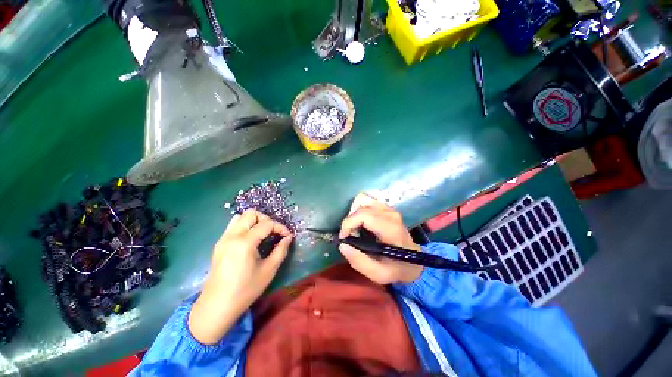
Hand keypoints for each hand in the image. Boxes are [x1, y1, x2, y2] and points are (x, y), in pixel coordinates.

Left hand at [188, 209, 291, 343]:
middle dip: (266, 219)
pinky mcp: (219, 243)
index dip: (280, 227)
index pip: (267, 224)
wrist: (217, 306)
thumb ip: (281, 250)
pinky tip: (251, 238)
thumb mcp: (268, 270)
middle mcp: (232, 236)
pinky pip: (233, 225)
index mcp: (244, 242)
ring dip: (255, 221)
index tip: (287, 236)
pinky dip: (245, 226)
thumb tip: (288, 238)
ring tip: (263, 233)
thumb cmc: (245, 290)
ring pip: (240, 216)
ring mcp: (223, 238)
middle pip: (251, 213)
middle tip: (274, 232)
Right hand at [338, 194, 422, 284]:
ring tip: (355, 228)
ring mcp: (389, 208)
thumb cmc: (396, 268)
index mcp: (390, 229)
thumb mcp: (378, 274)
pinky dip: (360, 210)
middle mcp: (390, 214)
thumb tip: (342, 245)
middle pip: (361, 207)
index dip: (349, 223)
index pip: (364, 215)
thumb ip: (360, 262)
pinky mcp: (387, 207)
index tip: (344, 237)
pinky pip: (368, 201)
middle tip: (349, 235)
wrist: (413, 262)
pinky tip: (362, 223)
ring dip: (354, 214)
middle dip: (350, 221)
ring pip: (363, 200)